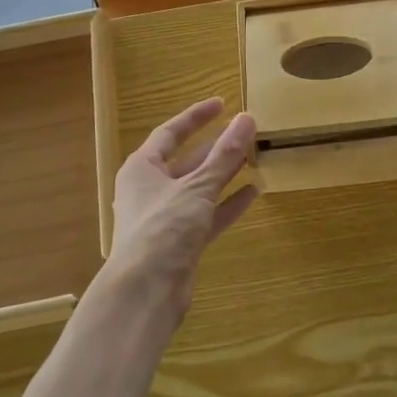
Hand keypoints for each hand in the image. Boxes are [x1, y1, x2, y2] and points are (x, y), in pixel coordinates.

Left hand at [102, 98, 258, 322]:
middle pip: (186, 161)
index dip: (196, 117)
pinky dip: (227, 204)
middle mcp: (150, 189)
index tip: (222, 103)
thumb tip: (247, 119)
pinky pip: (207, 215)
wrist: (145, 292)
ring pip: (199, 188)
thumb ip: (224, 155)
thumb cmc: (163, 228)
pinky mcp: (180, 242)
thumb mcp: (197, 187)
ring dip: (224, 175)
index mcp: (142, 168)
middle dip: (214, 147)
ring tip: (252, 157)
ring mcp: (166, 218)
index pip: (170, 132)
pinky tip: (254, 193)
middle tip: (244, 132)